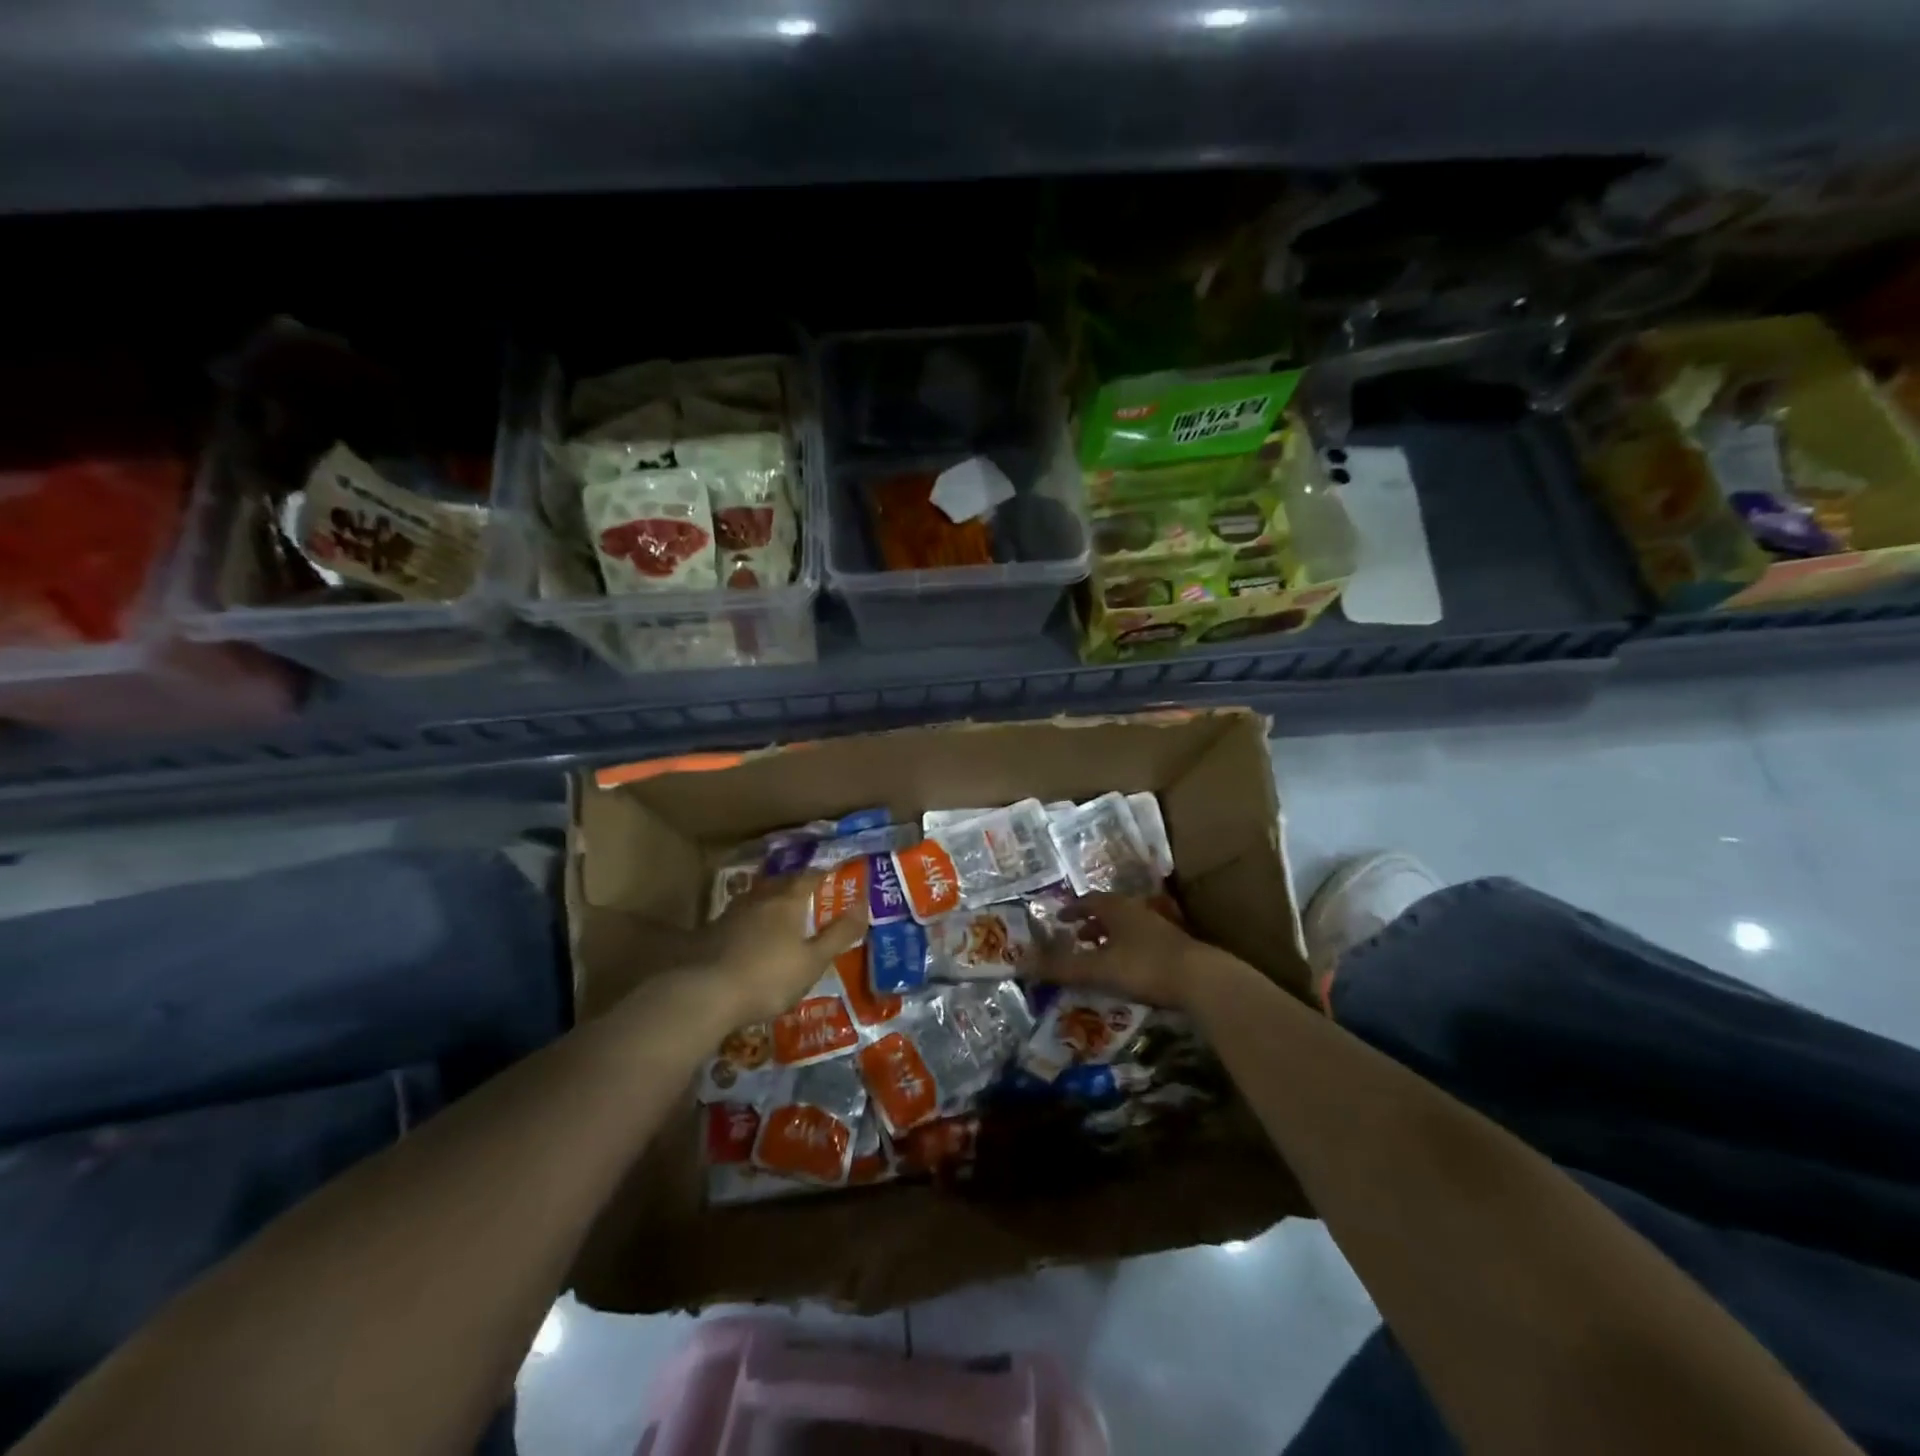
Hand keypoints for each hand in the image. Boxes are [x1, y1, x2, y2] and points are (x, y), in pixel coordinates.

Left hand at [691, 869, 868, 1026]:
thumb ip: (839, 933)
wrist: (705, 994)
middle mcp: (759, 899)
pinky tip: (751, 936)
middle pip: (781, 883)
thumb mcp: (813, 961)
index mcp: (787, 901)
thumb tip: (864, 905)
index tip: (833, 875)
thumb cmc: (768, 977)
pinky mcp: (711, 932)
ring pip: (757, 898)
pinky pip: (740, 917)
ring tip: (780, 912)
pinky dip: (752, 921)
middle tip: (808, 892)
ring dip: (771, 900)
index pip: (809, 877)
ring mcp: (732, 914)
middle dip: (795, 885)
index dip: (822, 874)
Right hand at [1038, 893, 1230, 1011]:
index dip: (1073, 909)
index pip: (1089, 901)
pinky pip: (1142, 943)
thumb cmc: (1144, 966)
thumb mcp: (1098, 968)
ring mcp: (1160, 929)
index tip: (1059, 917)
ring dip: (1111, 937)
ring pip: (1128, 928)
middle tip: (1076, 936)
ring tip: (1099, 954)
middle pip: (1110, 912)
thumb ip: (1062, 967)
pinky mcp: (1175, 949)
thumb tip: (1022, 964)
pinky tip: (1128, 970)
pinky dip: (1127, 951)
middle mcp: (1138, 912)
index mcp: (1117, 909)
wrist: (1201, 980)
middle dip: (1092, 923)